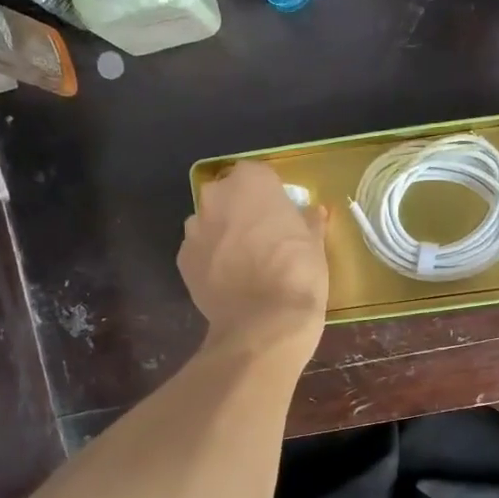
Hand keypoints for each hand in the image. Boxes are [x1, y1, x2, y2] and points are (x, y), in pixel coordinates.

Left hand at [179, 161, 328, 357]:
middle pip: (228, 196)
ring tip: (245, 263)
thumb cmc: (298, 273)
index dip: (270, 194)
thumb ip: (310, 221)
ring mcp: (195, 229)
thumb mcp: (315, 243)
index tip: (281, 214)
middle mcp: (216, 197)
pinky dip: (211, 261)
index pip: (258, 174)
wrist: (264, 323)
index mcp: (250, 182)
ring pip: (210, 224)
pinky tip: (230, 281)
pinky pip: (200, 252)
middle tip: (263, 237)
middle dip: (242, 211)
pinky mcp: (182, 260)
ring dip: (223, 235)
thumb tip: (314, 213)